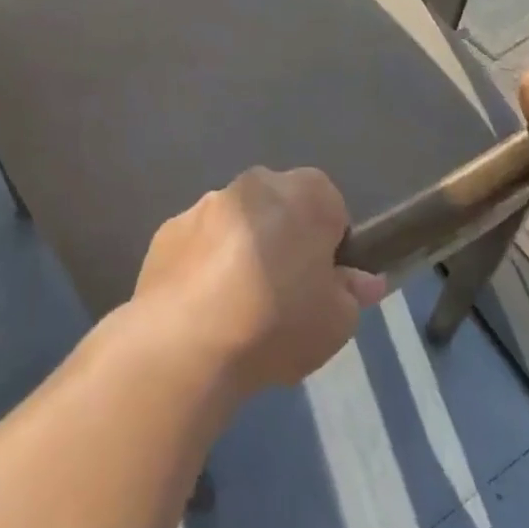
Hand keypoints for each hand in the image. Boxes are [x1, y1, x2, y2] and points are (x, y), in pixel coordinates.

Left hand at [133, 167, 387, 394]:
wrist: (185, 342)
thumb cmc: (276, 323)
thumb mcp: (337, 321)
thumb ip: (352, 293)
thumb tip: (360, 280)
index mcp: (305, 194)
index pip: (330, 205)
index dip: (330, 244)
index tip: (322, 281)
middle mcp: (255, 185)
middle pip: (280, 207)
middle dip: (284, 239)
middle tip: (284, 294)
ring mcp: (206, 203)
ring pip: (238, 223)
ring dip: (242, 249)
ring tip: (238, 308)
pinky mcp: (168, 229)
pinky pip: (200, 243)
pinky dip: (204, 264)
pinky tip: (203, 308)